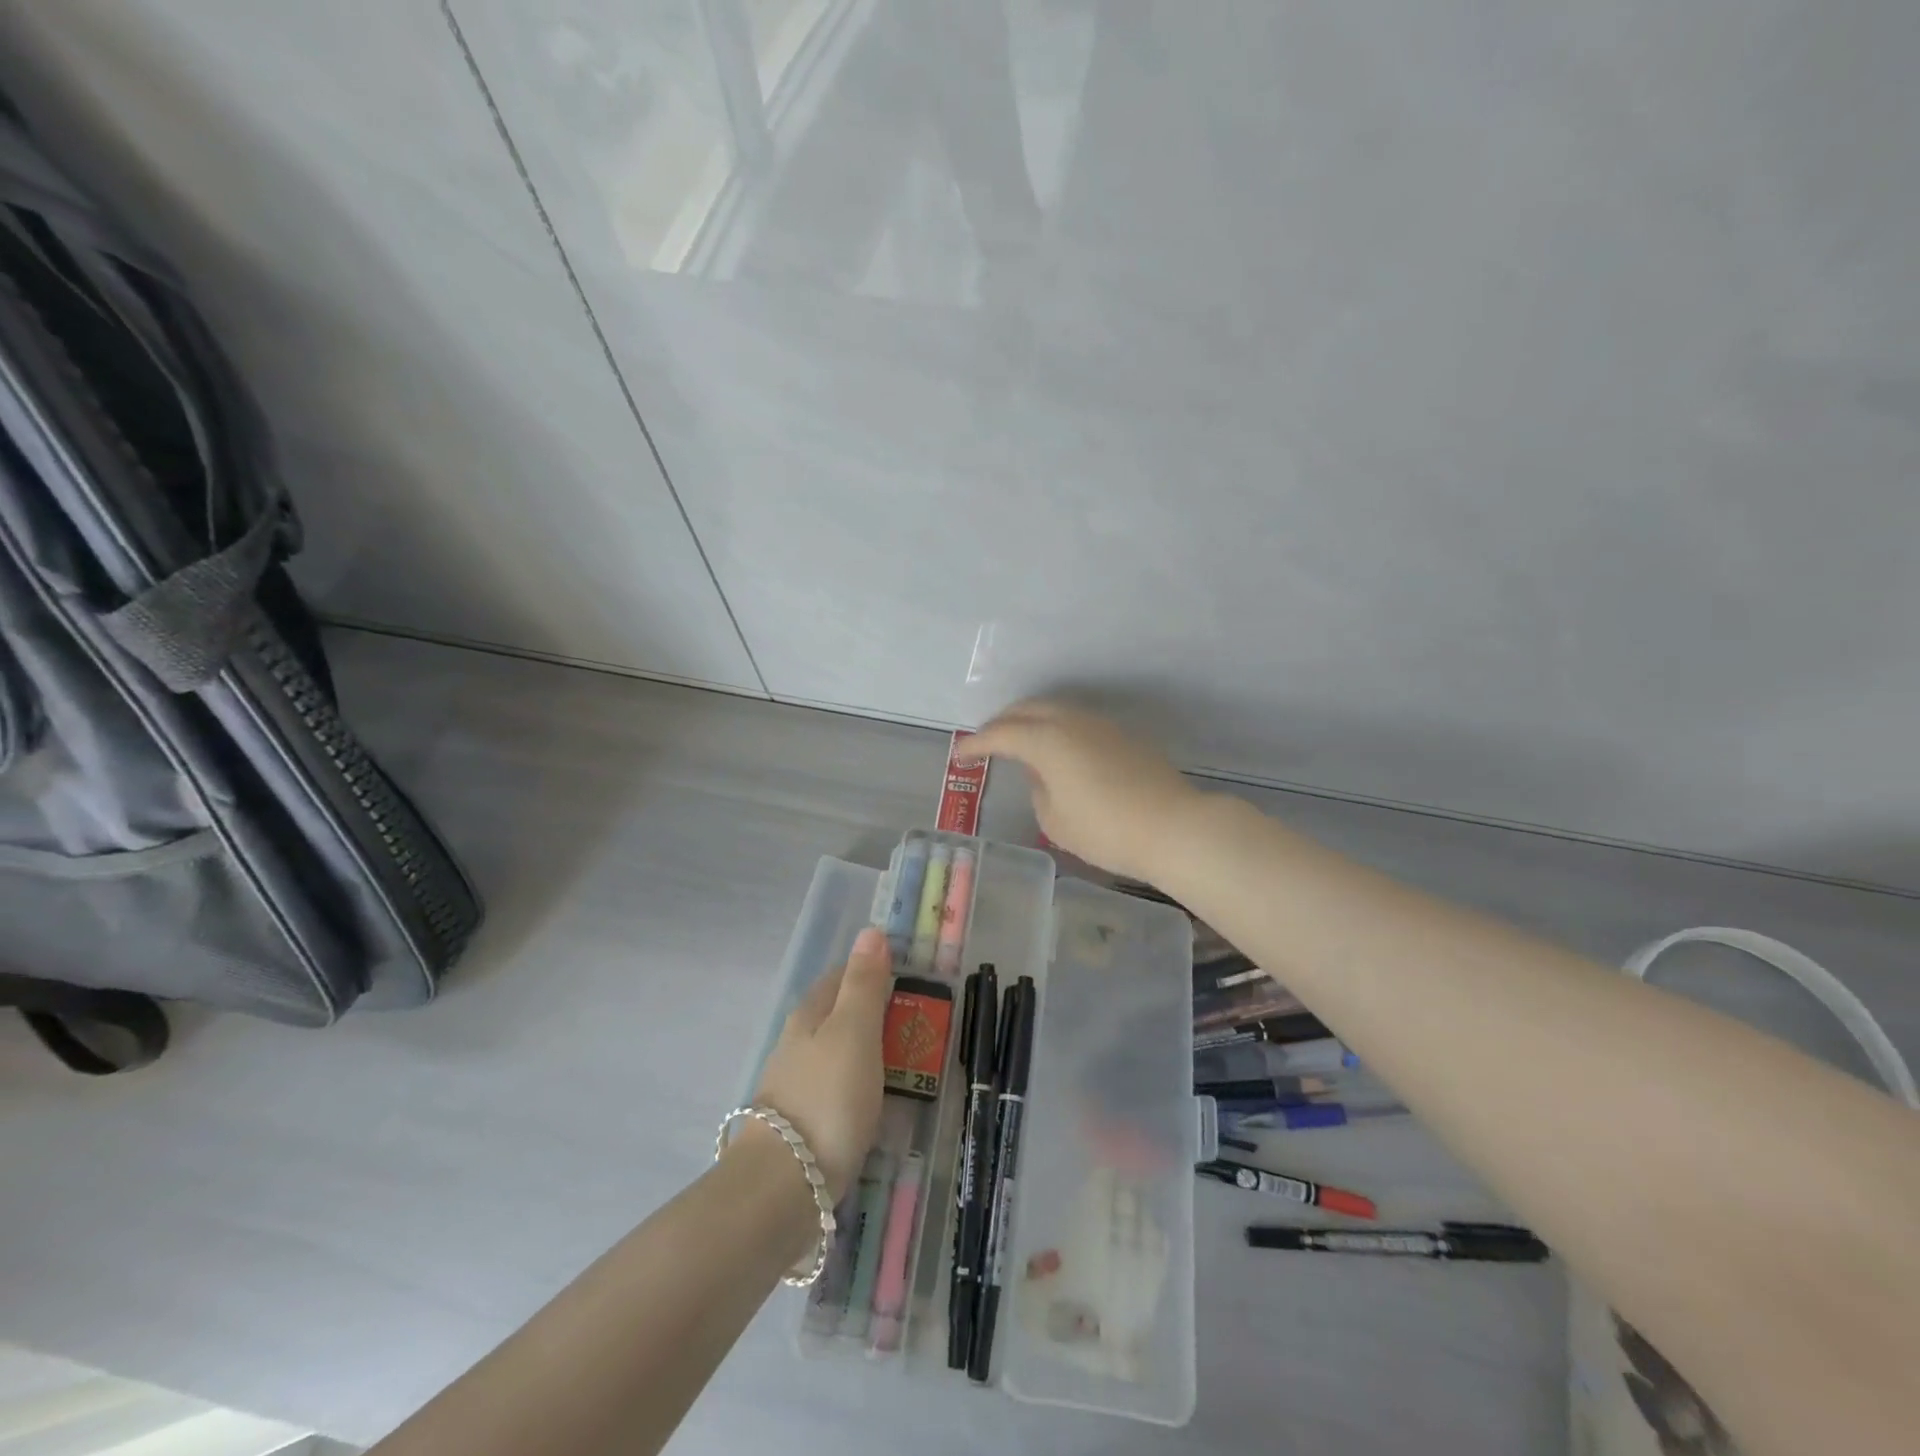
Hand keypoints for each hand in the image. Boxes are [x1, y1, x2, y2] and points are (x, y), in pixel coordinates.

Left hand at [747, 926, 892, 1203]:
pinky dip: (856, 1088)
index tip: (908, 982)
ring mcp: (793, 1085)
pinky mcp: (798, 1124)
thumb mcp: (855, 1031)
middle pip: (837, 1015)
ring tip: (904, 1068)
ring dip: (866, 1054)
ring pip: (835, 1054)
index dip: (872, 973)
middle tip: (915, 1028)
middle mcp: (796, 1043)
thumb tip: (871, 931)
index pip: (840, 976)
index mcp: (809, 1014)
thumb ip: (864, 983)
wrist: (782, 1188)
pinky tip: (872, 1106)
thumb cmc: (827, 1097)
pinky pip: (834, 1091)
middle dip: (872, 1015)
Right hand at [966, 700, 1202, 882]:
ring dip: (1030, 721)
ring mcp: (1100, 725)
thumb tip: (1041, 775)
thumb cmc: (1105, 830)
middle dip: (1001, 723)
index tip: (960, 755)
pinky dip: (1056, 729)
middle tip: (986, 743)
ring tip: (1018, 743)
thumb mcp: (1055, 820)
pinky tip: (1057, 751)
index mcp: (1047, 740)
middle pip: (1027, 709)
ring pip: (1054, 710)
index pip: (1001, 734)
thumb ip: (1038, 790)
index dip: (976, 744)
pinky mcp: (1122, 735)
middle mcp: (1071, 721)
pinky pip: (1076, 722)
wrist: (1173, 827)